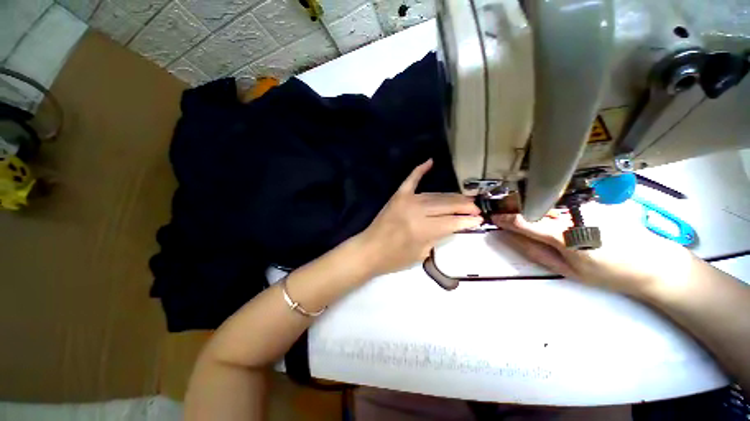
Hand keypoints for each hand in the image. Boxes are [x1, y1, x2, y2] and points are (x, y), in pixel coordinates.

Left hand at [357, 160, 482, 276]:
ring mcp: (406, 200)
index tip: (480, 220)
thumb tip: (452, 226)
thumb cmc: (394, 258)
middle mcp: (417, 210)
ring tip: (465, 199)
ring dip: (451, 196)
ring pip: (435, 195)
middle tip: (476, 209)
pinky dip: (420, 170)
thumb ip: (437, 237)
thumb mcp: (421, 253)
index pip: (452, 221)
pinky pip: (411, 180)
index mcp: (423, 228)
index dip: (468, 221)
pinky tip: (430, 161)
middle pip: (447, 205)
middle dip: (465, 206)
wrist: (369, 250)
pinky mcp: (398, 196)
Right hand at [492, 213, 695, 297]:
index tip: (494, 217)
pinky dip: (551, 201)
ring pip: (549, 199)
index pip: (526, 221)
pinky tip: (551, 207)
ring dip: (531, 202)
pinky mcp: (599, 199)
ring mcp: (590, 203)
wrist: (654, 264)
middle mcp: (577, 214)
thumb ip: (535, 252)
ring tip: (523, 208)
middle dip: (515, 206)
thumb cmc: (609, 274)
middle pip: (535, 204)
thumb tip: (511, 237)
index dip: (506, 219)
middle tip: (505, 210)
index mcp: (568, 236)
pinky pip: (566, 198)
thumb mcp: (568, 271)